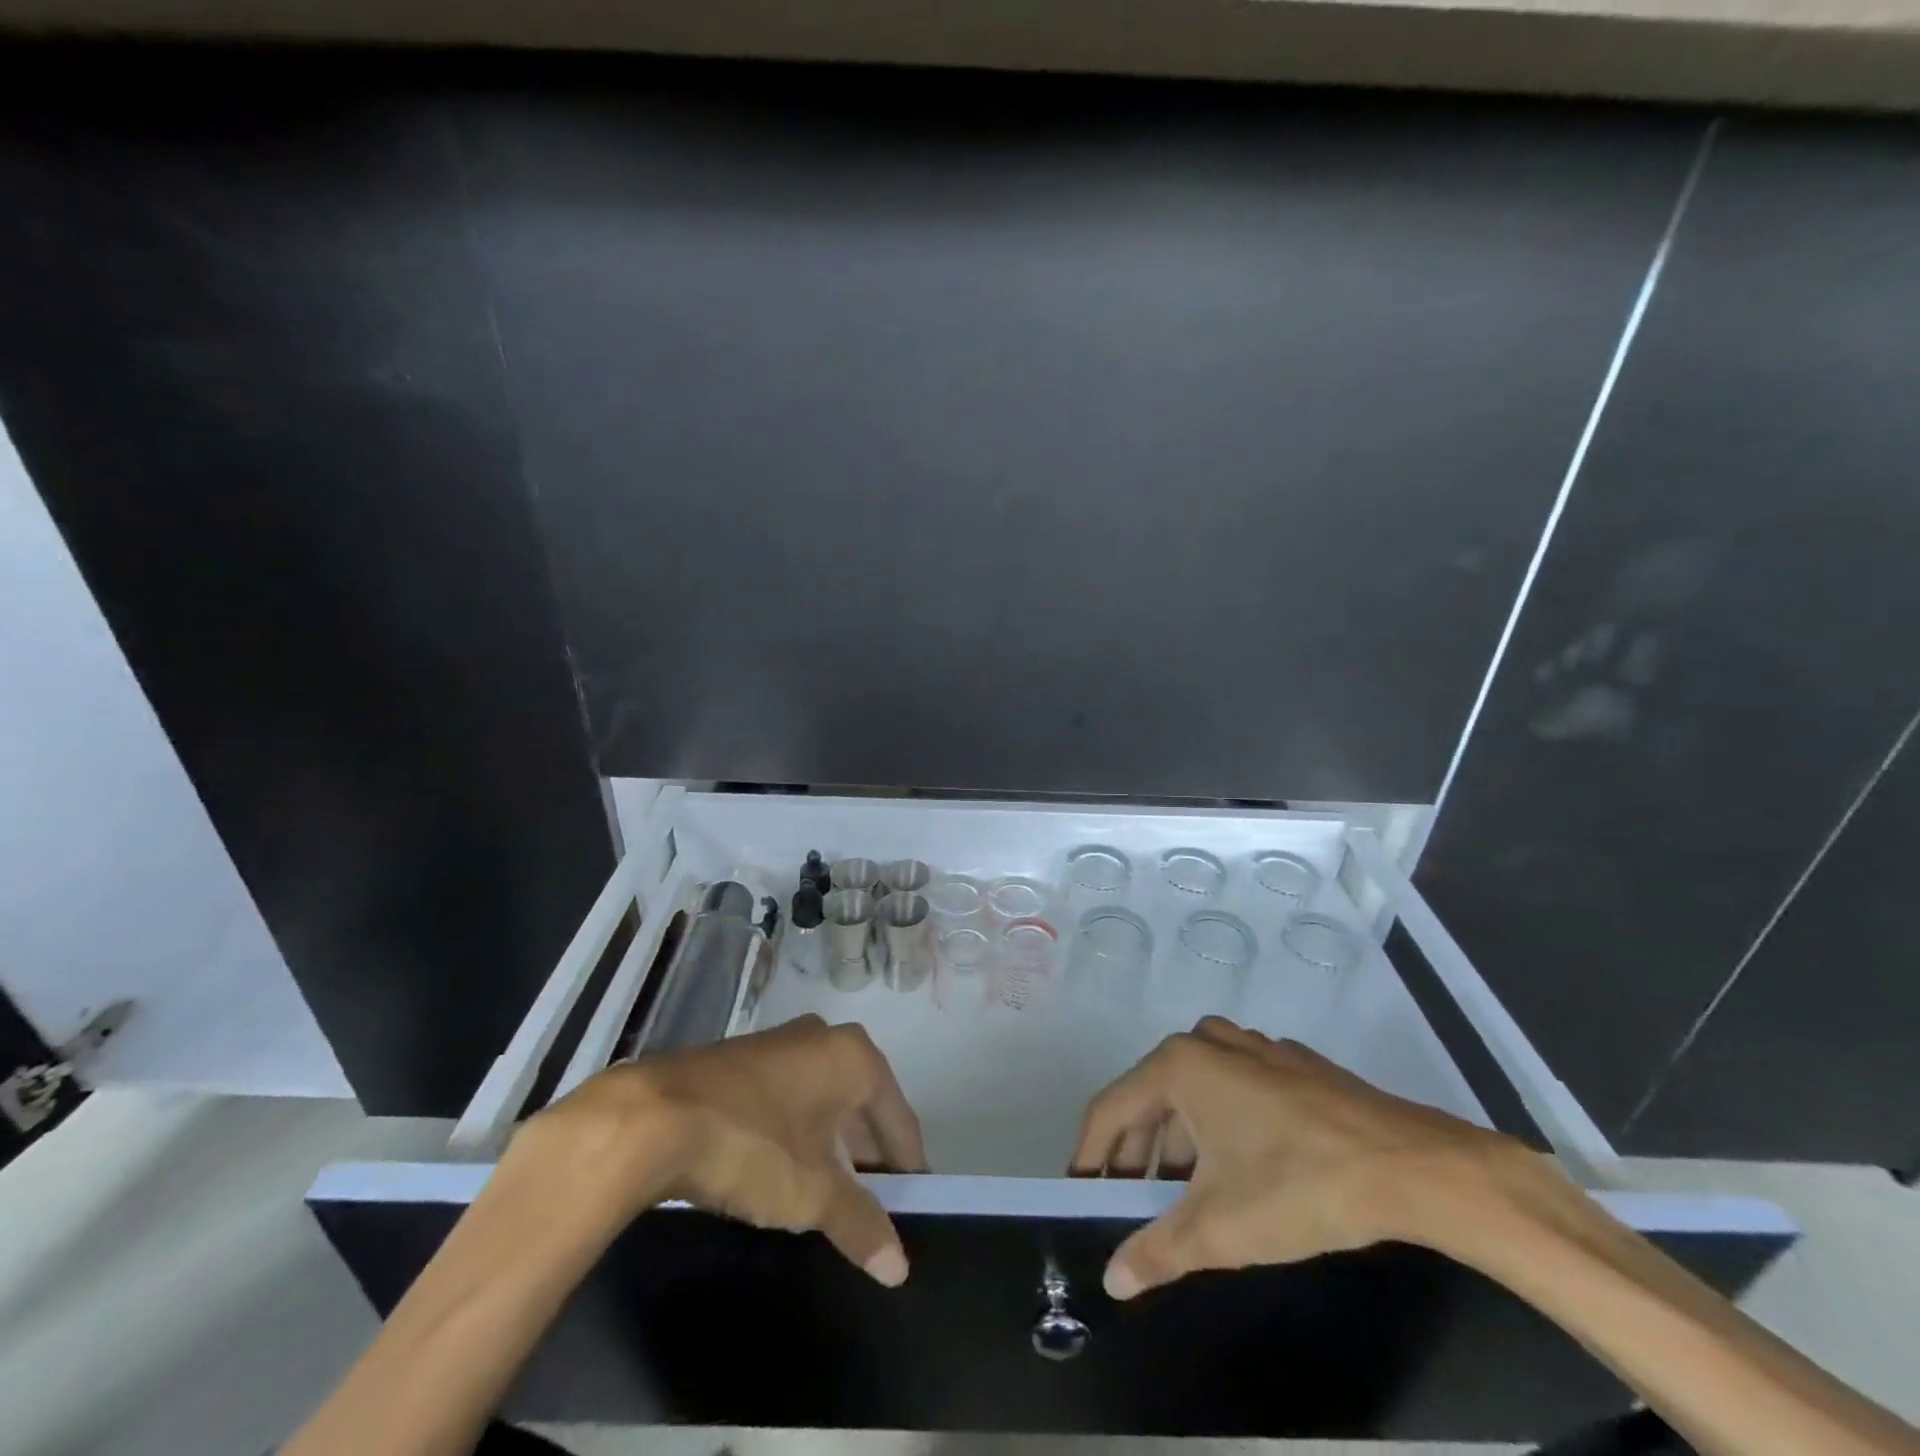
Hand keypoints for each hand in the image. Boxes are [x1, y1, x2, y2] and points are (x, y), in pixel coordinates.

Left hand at [510, 1014, 927, 1285]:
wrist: (650, 1119)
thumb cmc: (752, 1145)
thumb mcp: (812, 1194)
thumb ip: (860, 1224)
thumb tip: (899, 1267)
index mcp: (854, 1057)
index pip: (898, 1118)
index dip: (908, 1166)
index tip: (914, 1206)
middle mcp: (823, 1037)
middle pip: (863, 1104)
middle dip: (869, 1155)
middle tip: (873, 1206)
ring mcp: (779, 1043)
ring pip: (823, 1099)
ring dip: (832, 1144)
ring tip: (831, 1195)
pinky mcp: (742, 1059)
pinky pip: (789, 1097)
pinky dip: (798, 1132)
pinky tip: (785, 1168)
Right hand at [1071, 1016, 1520, 1298]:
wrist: (1411, 1167)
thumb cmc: (1298, 1186)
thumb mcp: (1219, 1228)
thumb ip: (1157, 1251)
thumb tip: (1112, 1279)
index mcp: (1178, 1065)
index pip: (1111, 1110)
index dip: (1090, 1156)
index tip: (1082, 1195)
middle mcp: (1207, 1042)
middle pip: (1152, 1097)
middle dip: (1138, 1154)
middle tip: (1134, 1204)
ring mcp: (1253, 1047)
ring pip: (1194, 1091)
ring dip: (1179, 1140)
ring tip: (1186, 1193)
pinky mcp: (1290, 1063)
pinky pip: (1234, 1087)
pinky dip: (1220, 1123)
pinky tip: (1241, 1165)